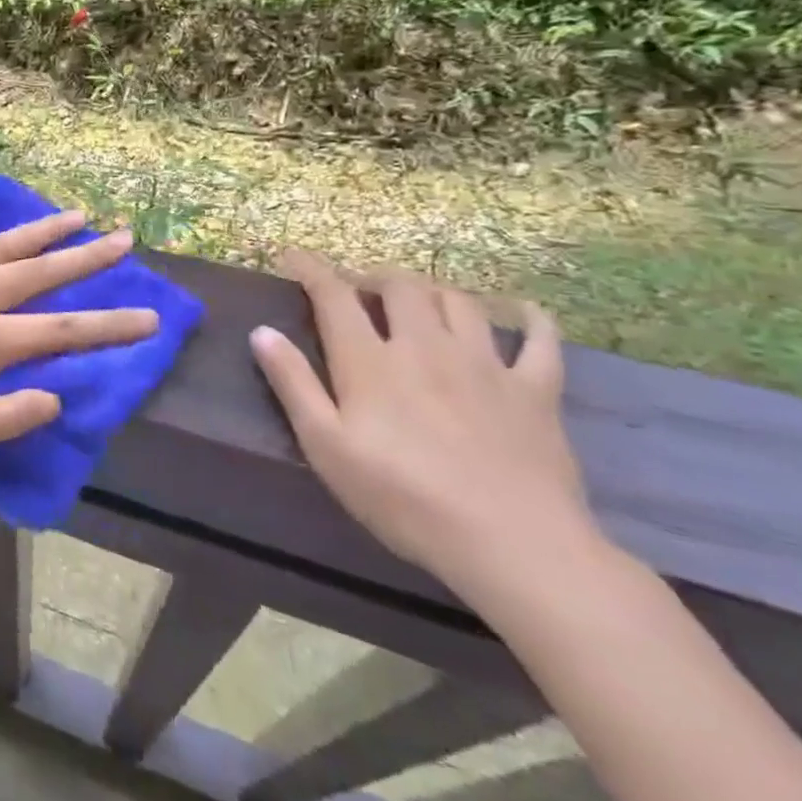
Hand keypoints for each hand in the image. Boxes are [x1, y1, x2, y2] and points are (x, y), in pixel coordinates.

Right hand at [248, 252, 597, 601]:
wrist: (513, 545)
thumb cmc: (403, 498)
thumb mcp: (326, 446)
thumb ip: (293, 384)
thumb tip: (262, 332)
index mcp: (370, 360)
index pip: (334, 295)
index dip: (311, 268)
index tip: (293, 255)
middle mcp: (425, 346)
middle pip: (400, 286)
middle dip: (373, 277)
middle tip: (359, 290)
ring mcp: (485, 364)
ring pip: (458, 301)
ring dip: (431, 290)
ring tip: (417, 300)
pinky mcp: (535, 390)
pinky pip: (540, 339)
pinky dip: (528, 318)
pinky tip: (520, 311)